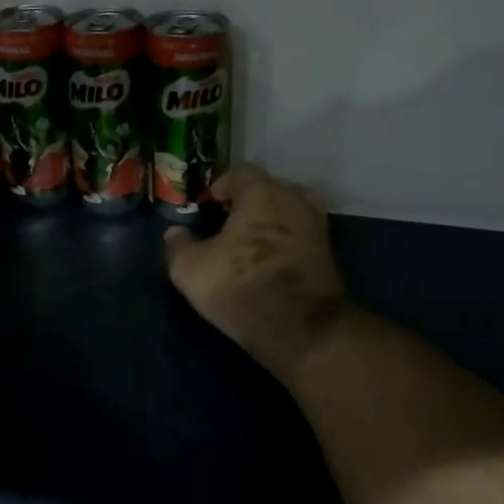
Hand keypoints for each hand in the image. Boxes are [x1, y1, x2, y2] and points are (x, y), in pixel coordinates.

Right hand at [163, 165, 351, 387]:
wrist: (303, 330)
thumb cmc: (241, 286)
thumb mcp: (190, 269)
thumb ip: (178, 245)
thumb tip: (175, 233)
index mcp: (262, 193)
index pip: (241, 173)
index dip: (221, 186)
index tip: (208, 204)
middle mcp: (294, 200)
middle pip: (268, 189)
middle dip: (247, 202)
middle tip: (227, 223)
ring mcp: (316, 226)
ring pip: (287, 212)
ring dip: (269, 221)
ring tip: (248, 242)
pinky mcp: (328, 254)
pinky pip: (300, 235)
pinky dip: (285, 241)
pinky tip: (268, 260)